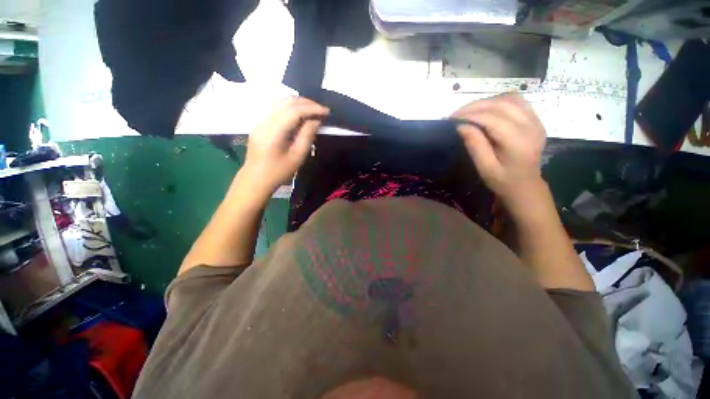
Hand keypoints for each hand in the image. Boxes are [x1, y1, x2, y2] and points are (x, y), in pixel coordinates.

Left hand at [243, 97, 328, 195]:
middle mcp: (264, 121)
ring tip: (312, 110)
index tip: (326, 112)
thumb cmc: (279, 172)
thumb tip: (316, 120)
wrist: (256, 179)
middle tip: (321, 110)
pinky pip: (275, 108)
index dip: (312, 108)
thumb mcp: (297, 157)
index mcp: (273, 132)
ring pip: (279, 102)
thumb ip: (307, 136)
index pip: (294, 111)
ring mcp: (259, 121)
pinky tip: (299, 113)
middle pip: (286, 102)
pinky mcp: (259, 123)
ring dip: (298, 103)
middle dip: (306, 103)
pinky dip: (289, 107)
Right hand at [452, 93, 545, 207]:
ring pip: (509, 98)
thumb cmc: (503, 180)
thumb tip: (461, 126)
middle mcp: (530, 125)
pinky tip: (486, 110)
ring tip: (469, 112)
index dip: (470, 115)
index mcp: (518, 141)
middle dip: (475, 106)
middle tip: (456, 114)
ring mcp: (536, 120)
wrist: (526, 186)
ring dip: (486, 102)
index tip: (451, 119)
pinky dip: (498, 101)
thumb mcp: (485, 168)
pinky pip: (517, 101)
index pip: (491, 118)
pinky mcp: (535, 119)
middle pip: (500, 104)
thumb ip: (475, 146)